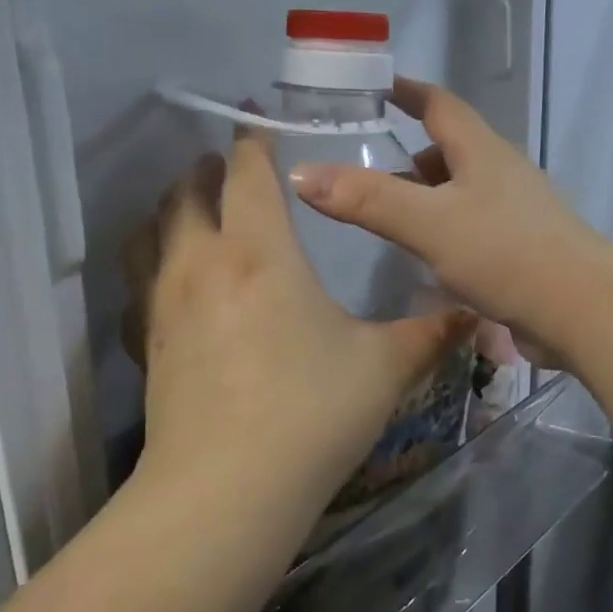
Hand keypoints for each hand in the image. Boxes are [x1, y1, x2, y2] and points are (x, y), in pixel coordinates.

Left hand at [123, 129, 470, 509]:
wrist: (227, 490)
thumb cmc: (311, 411)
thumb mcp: (383, 367)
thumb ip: (430, 333)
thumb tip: (473, 315)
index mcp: (259, 251)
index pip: (247, 173)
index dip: (253, 141)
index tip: (258, 122)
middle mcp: (202, 263)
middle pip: (187, 192)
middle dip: (207, 171)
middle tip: (228, 167)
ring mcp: (164, 303)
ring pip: (151, 232)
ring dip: (171, 209)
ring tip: (193, 210)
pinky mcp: (147, 344)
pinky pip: (139, 283)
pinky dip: (151, 264)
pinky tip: (172, 283)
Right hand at [287, 78, 607, 361]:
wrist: (582, 310)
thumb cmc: (505, 253)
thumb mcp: (428, 222)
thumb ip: (367, 200)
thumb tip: (303, 173)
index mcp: (482, 152)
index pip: (440, 104)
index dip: (408, 91)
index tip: (376, 87)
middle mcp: (502, 173)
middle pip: (451, 149)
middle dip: (409, 154)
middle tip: (365, 169)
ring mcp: (517, 212)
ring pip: (461, 191)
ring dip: (427, 195)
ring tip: (388, 216)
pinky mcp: (523, 249)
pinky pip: (473, 226)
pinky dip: (444, 229)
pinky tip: (427, 256)